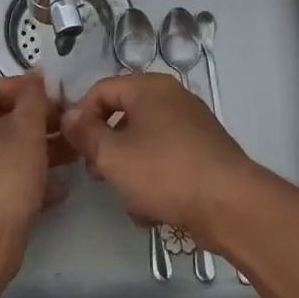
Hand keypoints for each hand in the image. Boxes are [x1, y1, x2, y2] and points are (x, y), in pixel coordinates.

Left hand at [0, 73, 73, 277]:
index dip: (27, 89)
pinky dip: (29, 180)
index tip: (59, 96)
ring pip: (5, 153)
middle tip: (70, 125)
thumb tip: (36, 75)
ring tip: (75, 154)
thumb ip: (34, 99)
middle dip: (39, 123)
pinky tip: (60, 189)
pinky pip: (3, 181)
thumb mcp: (24, 130)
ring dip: (40, 152)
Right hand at [60, 73, 263, 246]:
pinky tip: (152, 209)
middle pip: (124, 115)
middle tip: (96, 174)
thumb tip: (69, 115)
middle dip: (106, 146)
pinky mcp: (204, 153)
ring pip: (145, 142)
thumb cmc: (164, 171)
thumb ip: (85, 133)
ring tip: (127, 198)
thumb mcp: (113, 155)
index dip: (81, 116)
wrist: (230, 205)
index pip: (101, 90)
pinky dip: (155, 179)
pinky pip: (167, 159)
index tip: (72, 147)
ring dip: (129, 168)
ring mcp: (192, 125)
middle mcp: (172, 98)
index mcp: (149, 88)